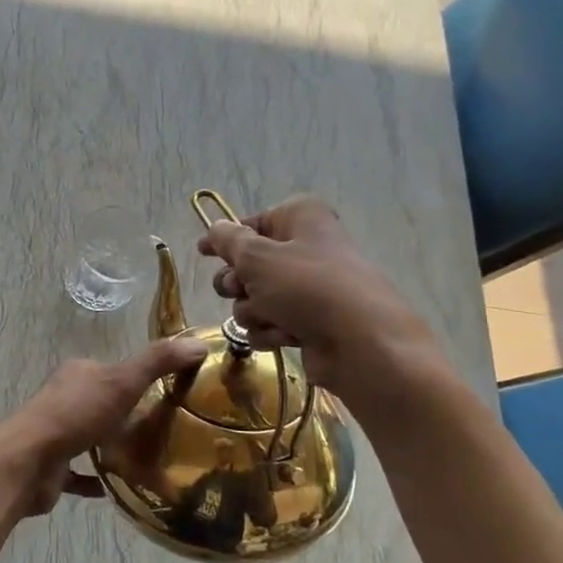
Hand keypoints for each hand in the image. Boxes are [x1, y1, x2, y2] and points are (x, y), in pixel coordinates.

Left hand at [0, 337, 208, 516]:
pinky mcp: (53, 466)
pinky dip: (99, 480)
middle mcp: (65, 398)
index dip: (139, 379)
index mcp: (79, 373)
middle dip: (130, 416)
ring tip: (151, 460)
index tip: (170, 395)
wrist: (28, 461)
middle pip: (103, 404)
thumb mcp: (122, 381)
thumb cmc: (74, 414)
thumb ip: (158, 362)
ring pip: (92, 437)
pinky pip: (81, 472)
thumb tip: (199, 343)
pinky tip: (124, 488)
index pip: (113, 370)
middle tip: (166, 432)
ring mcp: (56, 433)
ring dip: (114, 447)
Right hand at [195, 195, 441, 397]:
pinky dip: (271, 331)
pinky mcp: (308, 324)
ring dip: (254, 311)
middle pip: (249, 265)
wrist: (359, 343)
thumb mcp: (257, 256)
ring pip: (254, 299)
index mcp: (300, 219)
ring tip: (272, 317)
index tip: (203, 252)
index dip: (225, 238)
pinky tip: (285, 337)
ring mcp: (308, 289)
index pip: (253, 222)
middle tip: (240, 289)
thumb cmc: (306, 287)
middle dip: (238, 283)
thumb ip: (228, 240)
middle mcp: (305, 249)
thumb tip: (215, 228)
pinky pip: (270, 324)